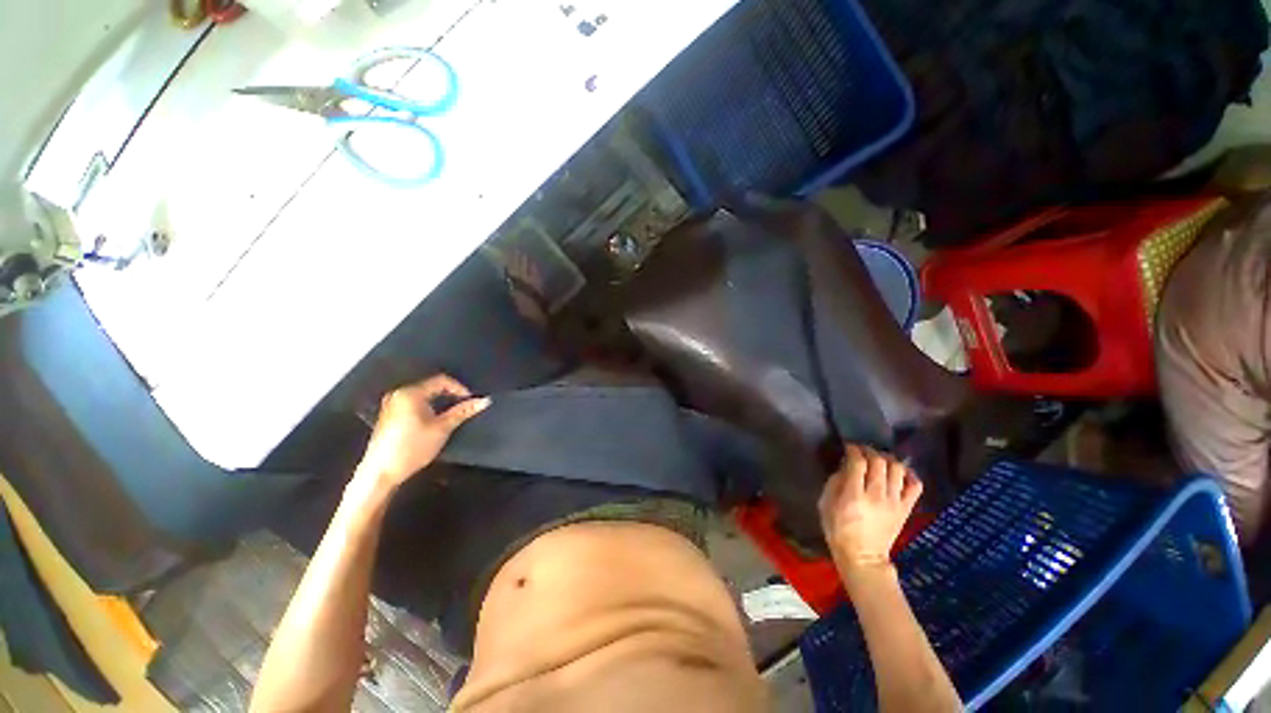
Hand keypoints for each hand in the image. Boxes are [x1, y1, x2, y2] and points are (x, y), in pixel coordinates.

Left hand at [356, 375, 489, 487]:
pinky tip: (434, 421)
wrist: (381, 472)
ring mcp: (391, 405)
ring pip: (423, 396)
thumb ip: (463, 411)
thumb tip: (484, 401)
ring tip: (452, 414)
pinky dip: (428, 408)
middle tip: (464, 407)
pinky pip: (414, 404)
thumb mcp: (442, 428)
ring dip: (439, 403)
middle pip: (431, 387)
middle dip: (450, 395)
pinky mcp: (389, 416)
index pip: (441, 381)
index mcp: (410, 393)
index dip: (460, 388)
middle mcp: (398, 394)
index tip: (471, 400)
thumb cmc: (412, 447)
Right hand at [819, 444, 922, 579]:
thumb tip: (846, 466)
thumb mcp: (825, 504)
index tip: (849, 447)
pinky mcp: (906, 509)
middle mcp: (876, 495)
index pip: (858, 462)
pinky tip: (898, 472)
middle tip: (862, 451)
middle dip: (869, 451)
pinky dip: (908, 474)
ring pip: (897, 469)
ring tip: (879, 459)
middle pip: (879, 462)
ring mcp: (894, 502)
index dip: (853, 450)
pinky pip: (915, 485)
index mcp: (853, 495)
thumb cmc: (838, 530)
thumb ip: (834, 482)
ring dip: (887, 459)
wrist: (863, 557)